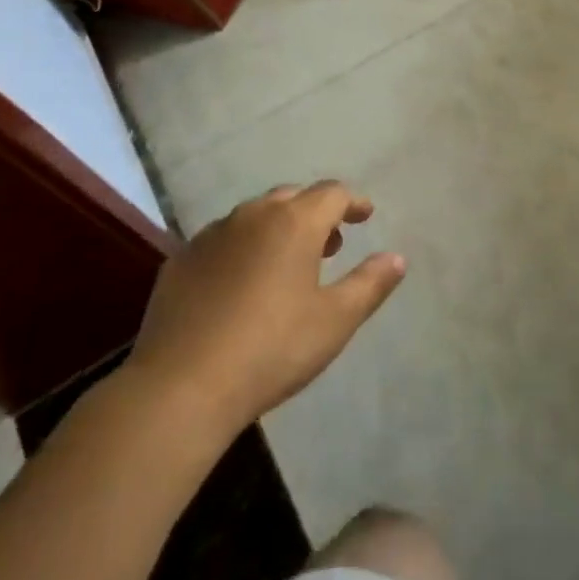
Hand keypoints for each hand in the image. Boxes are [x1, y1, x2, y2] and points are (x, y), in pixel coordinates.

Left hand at [128, 181, 404, 437]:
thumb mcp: (334, 320)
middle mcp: (252, 215)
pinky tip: (242, 283)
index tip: (365, 216)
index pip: (332, 193)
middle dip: (316, 213)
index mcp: (294, 222)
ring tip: (288, 263)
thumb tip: (397, 258)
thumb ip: (370, 283)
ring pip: (255, 216)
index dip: (353, 202)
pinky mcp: (181, 259)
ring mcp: (212, 235)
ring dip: (278, 228)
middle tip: (331, 242)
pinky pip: (223, 239)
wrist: (181, 386)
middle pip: (292, 198)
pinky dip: (243, 247)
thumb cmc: (272, 349)